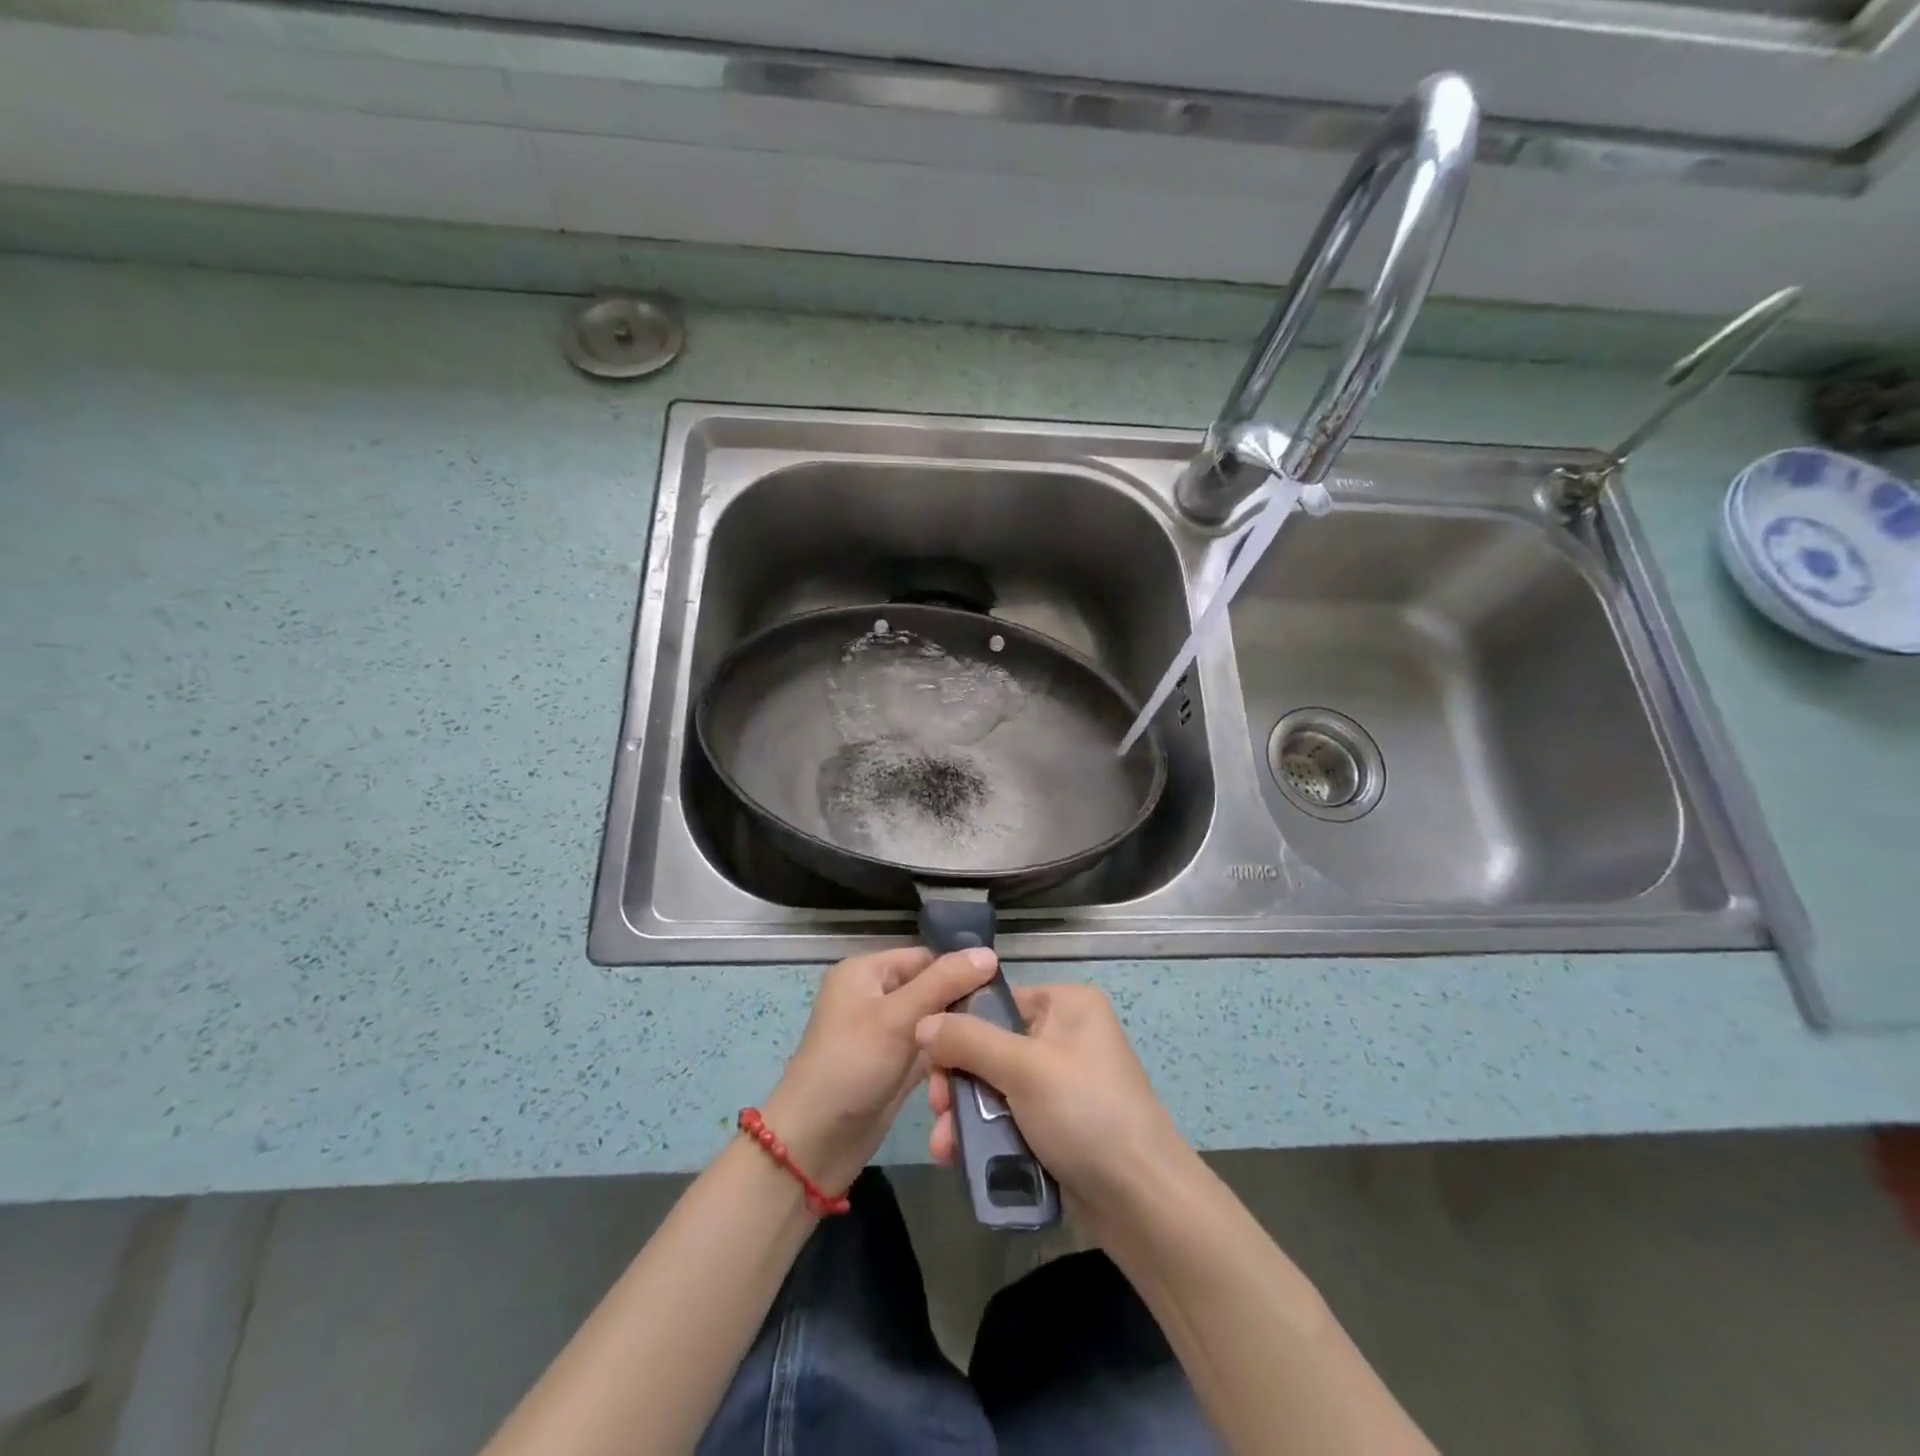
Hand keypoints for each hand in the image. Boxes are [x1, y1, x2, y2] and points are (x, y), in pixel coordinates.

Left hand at [762, 946, 999, 1196]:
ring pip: (934, 1023)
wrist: (814, 1144)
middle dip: (962, 1006)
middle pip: (931, 989)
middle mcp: (875, 996)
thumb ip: (944, 983)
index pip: (925, 957)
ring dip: (957, 1036)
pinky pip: (929, 1051)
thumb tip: (990, 953)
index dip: (960, 969)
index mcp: (866, 971)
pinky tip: (979, 1064)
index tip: (1001, 988)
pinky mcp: (894, 1066)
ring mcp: (884, 1033)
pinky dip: (948, 1058)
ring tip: (994, 1046)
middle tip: (1003, 1022)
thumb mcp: (898, 1017)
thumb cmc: (851, 1066)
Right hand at [916, 984, 1192, 1223]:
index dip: (958, 1027)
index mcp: (1066, 1005)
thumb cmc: (1086, 1114)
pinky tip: (959, 1158)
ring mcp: (1061, 1083)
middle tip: (937, 1109)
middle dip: (958, 1081)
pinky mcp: (1057, 1125)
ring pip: (995, 1087)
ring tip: (943, 1147)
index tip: (929, 1062)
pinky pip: (1009, 1119)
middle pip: (990, 1046)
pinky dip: (985, 1136)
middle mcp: (1064, 1035)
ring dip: (965, 1115)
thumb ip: (968, 1042)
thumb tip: (922, 1022)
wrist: (1143, 1203)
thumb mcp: (1024, 1068)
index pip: (996, 1001)